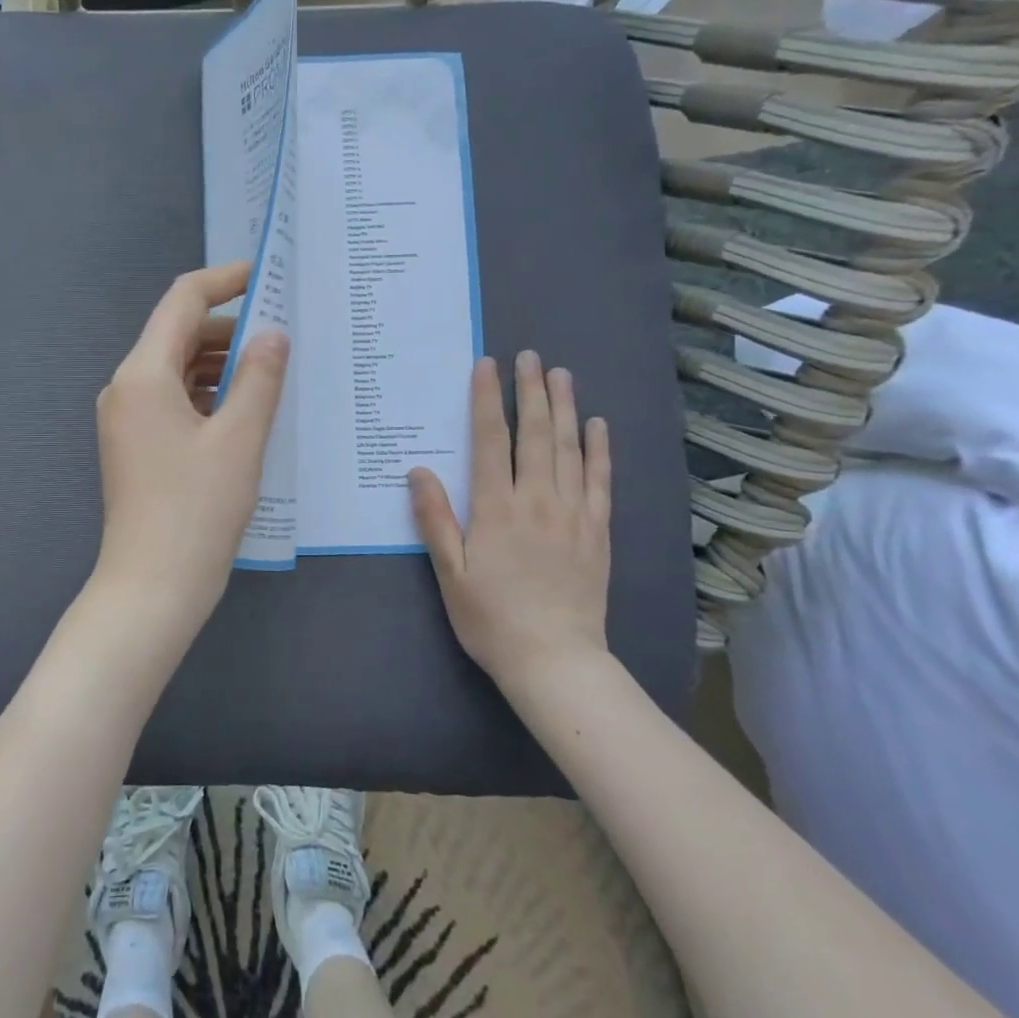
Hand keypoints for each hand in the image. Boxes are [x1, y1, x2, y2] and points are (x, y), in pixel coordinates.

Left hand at [91, 262, 289, 640]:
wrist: (152, 587)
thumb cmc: (196, 510)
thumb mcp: (239, 439)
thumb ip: (259, 377)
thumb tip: (273, 332)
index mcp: (143, 374)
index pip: (183, 301)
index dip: (225, 280)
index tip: (267, 276)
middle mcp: (127, 387)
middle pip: (179, 334)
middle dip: (230, 327)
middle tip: (285, 333)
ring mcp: (128, 418)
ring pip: (179, 369)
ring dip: (222, 363)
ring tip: (274, 370)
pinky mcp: (137, 444)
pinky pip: (175, 400)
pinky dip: (209, 394)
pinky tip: (247, 408)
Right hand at [408, 351, 611, 692]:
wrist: (555, 660)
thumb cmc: (491, 617)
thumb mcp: (450, 572)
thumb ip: (435, 519)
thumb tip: (418, 470)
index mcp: (497, 508)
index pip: (491, 440)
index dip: (488, 399)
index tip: (487, 366)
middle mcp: (538, 500)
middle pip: (535, 434)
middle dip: (531, 391)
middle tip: (530, 356)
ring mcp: (573, 513)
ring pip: (569, 448)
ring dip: (565, 408)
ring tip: (561, 375)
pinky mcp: (597, 531)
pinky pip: (599, 480)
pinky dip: (599, 449)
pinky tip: (598, 425)